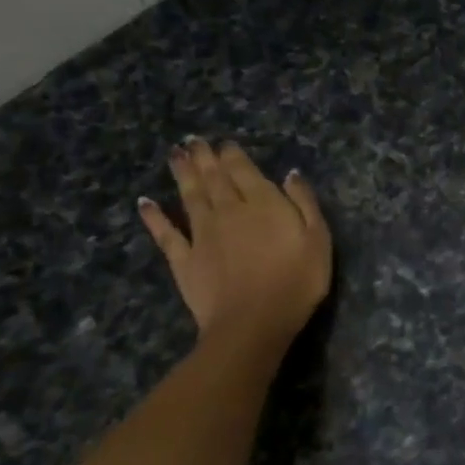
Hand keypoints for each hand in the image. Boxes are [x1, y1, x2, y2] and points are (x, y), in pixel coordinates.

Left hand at [139, 138, 331, 353]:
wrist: (253, 323)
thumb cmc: (296, 281)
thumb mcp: (318, 239)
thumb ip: (304, 203)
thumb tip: (290, 174)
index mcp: (262, 204)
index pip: (244, 171)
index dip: (233, 155)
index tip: (224, 143)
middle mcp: (228, 211)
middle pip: (213, 178)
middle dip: (204, 157)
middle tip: (193, 140)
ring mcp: (202, 235)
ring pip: (190, 197)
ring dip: (182, 174)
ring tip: (175, 154)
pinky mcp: (184, 260)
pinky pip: (166, 233)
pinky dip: (154, 217)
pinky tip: (145, 203)